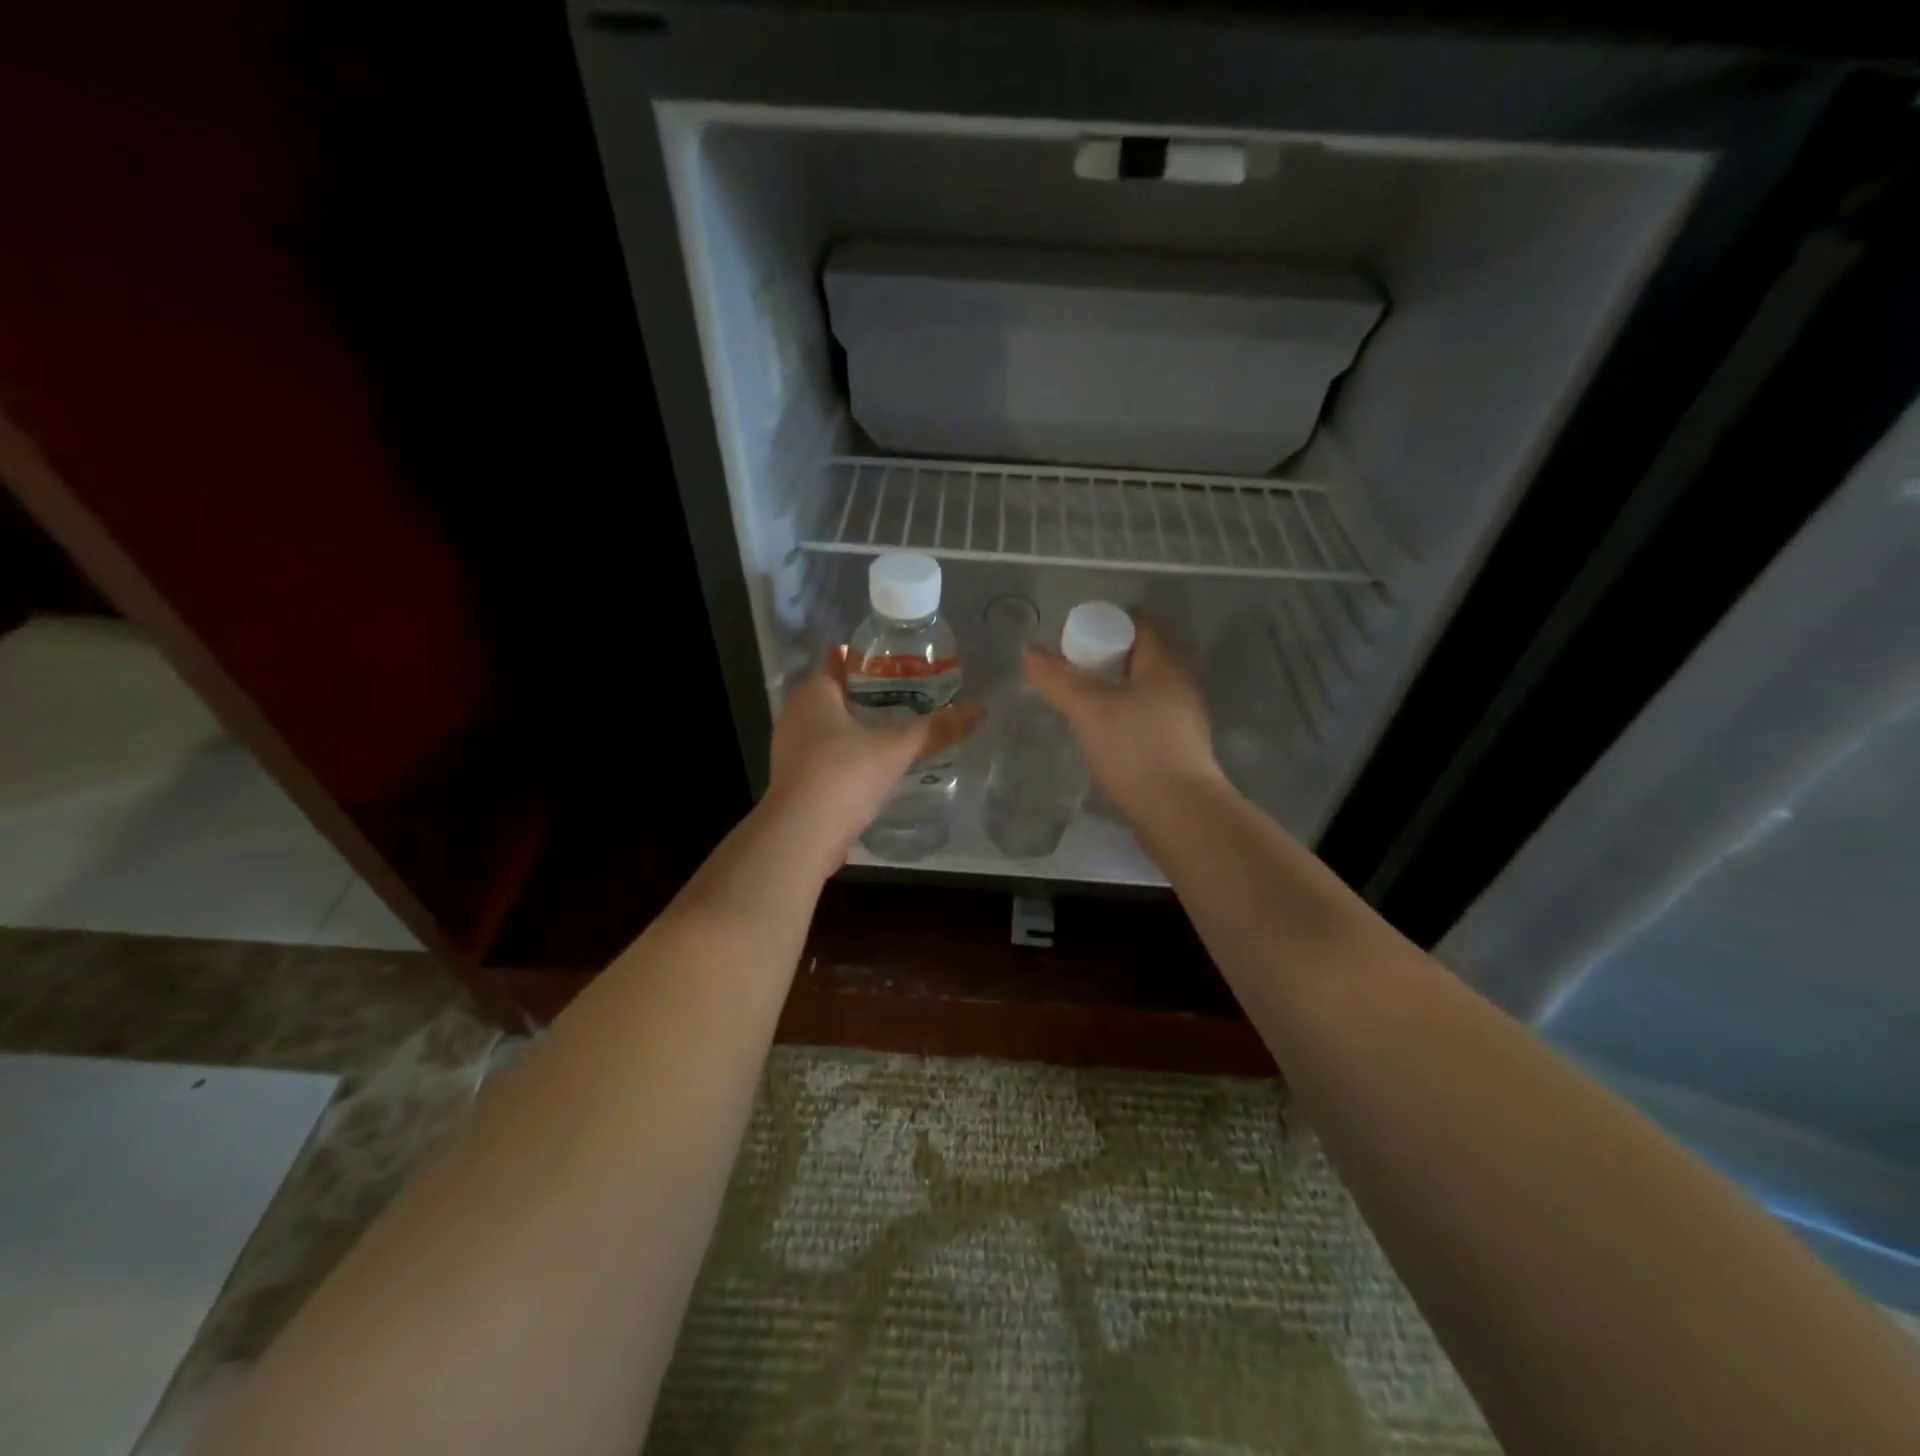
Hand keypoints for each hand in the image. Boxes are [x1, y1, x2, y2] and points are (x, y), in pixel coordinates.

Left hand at [764, 647, 983, 869]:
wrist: (799, 839)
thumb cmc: (842, 778)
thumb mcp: (894, 751)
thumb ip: (935, 730)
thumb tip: (978, 709)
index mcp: (813, 694)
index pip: (839, 659)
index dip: (870, 659)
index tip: (903, 664)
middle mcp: (795, 714)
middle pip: (836, 692)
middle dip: (870, 693)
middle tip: (911, 695)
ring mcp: (790, 748)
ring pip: (830, 725)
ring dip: (859, 725)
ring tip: (898, 728)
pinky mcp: (795, 778)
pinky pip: (825, 752)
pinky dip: (848, 752)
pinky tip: (875, 764)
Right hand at [1023, 614, 1221, 819]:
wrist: (1179, 814)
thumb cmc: (1135, 750)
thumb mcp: (1087, 709)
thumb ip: (1056, 679)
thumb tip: (1029, 650)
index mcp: (1165, 665)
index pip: (1141, 624)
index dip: (1109, 622)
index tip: (1077, 634)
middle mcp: (1180, 686)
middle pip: (1144, 656)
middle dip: (1110, 656)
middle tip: (1073, 666)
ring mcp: (1184, 720)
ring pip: (1147, 690)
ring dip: (1117, 688)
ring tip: (1083, 699)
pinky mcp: (1179, 750)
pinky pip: (1149, 718)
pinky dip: (1126, 716)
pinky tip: (1104, 733)